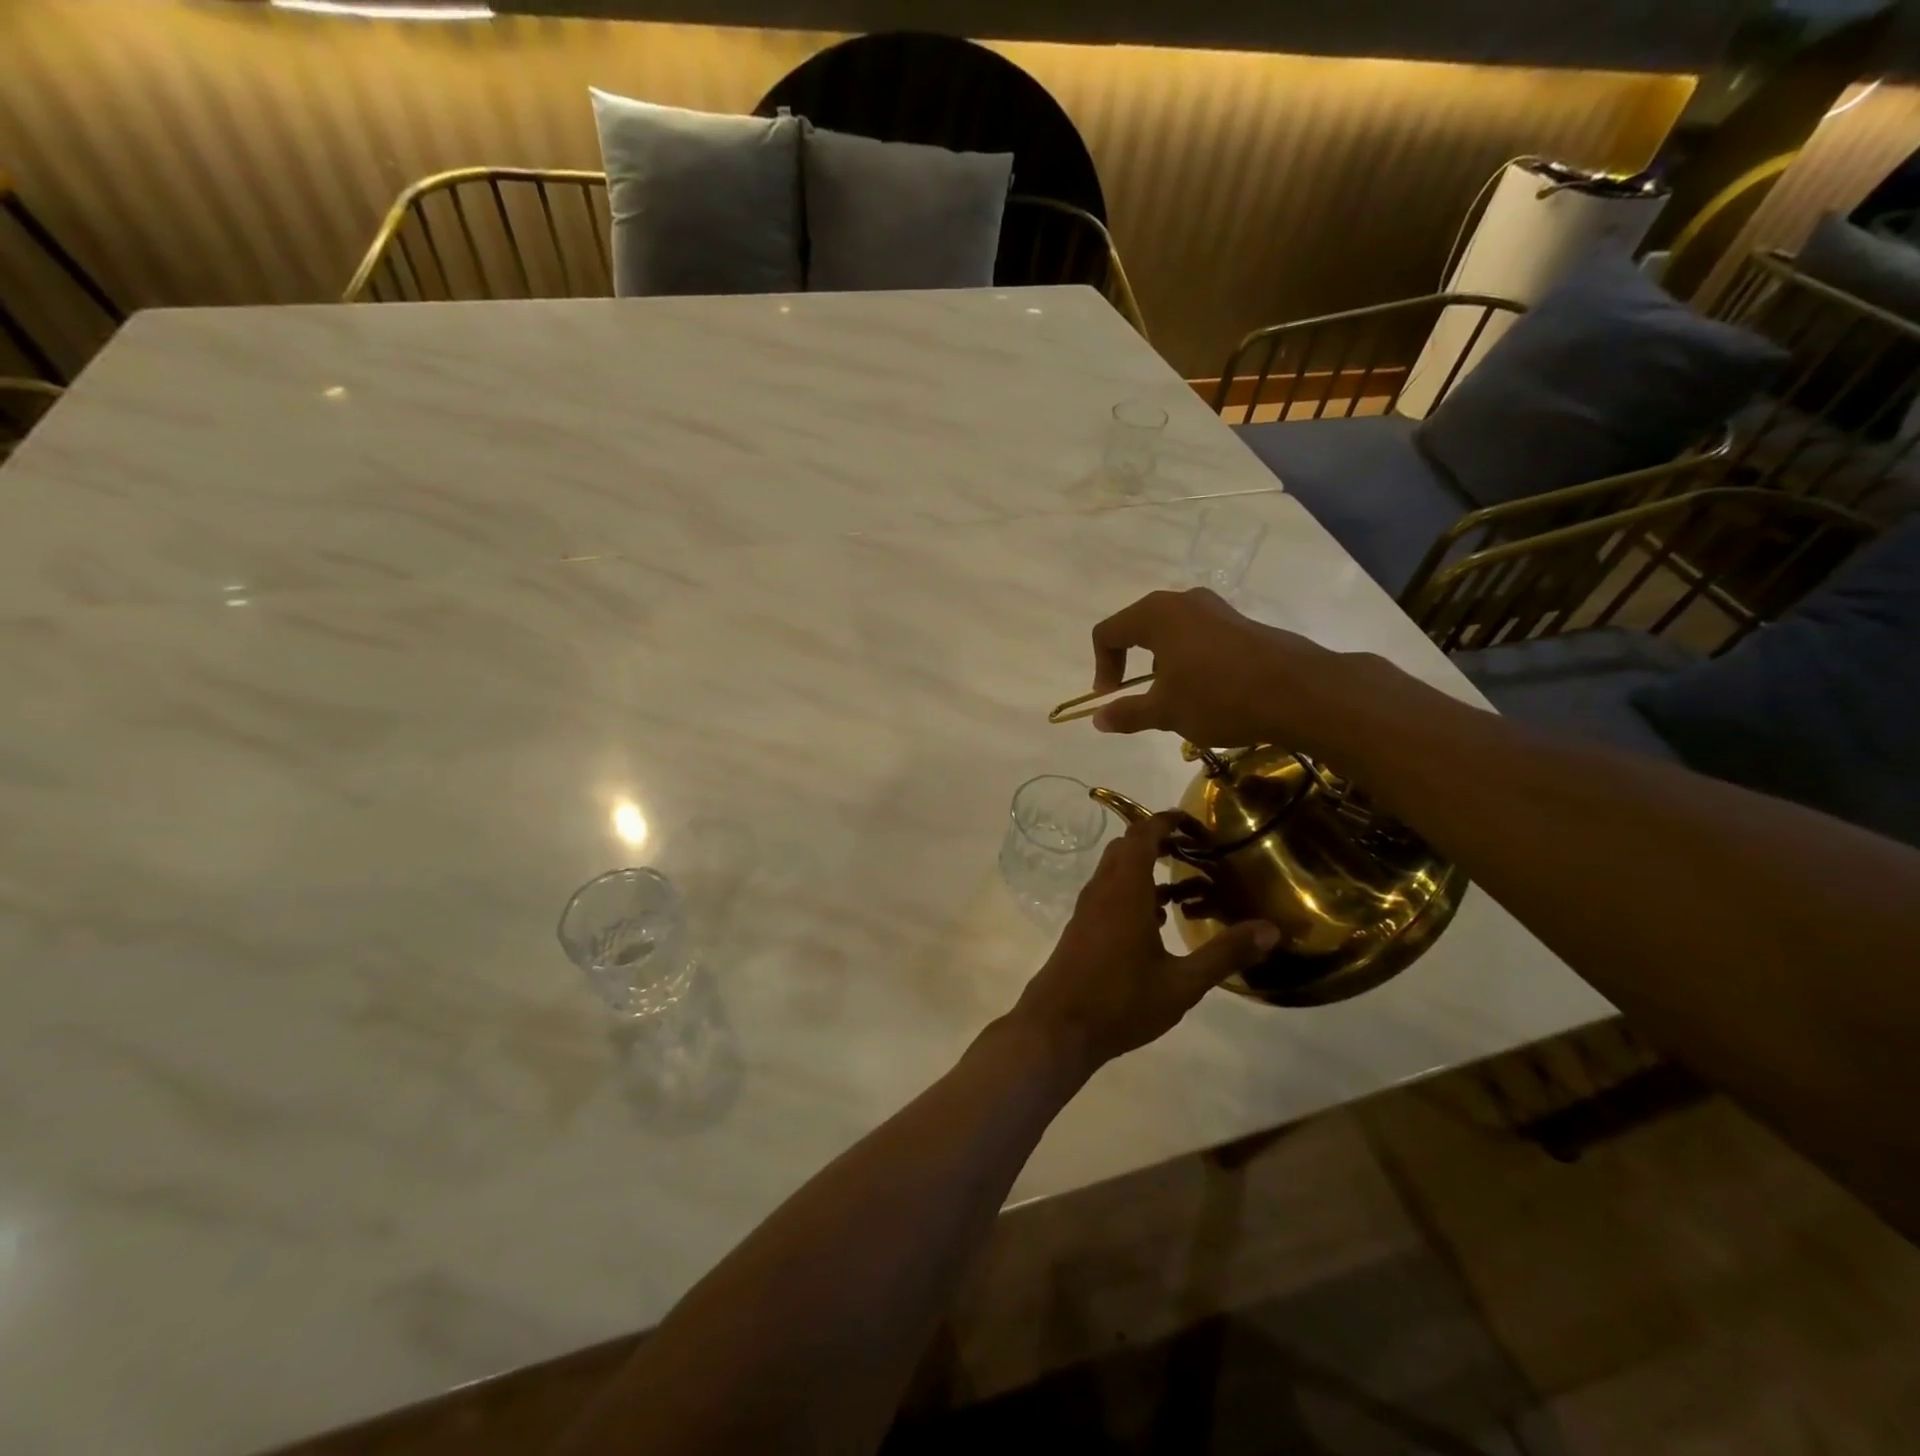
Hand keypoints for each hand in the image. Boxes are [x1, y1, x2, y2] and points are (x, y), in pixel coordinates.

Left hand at [1012, 813, 1278, 1073]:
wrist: (1057, 1028)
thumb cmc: (1121, 1002)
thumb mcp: (1182, 983)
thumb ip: (1225, 954)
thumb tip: (1271, 929)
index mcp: (1125, 891)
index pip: (1142, 835)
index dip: (1166, 821)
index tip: (1195, 822)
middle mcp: (1102, 890)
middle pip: (1127, 848)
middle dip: (1159, 841)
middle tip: (1196, 852)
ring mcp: (1088, 910)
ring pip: (1116, 872)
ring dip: (1146, 869)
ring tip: (1186, 887)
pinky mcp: (1082, 928)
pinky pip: (1109, 894)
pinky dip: (1134, 892)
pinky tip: (1158, 922)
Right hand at [1088, 588, 1345, 750]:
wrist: (1299, 692)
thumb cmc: (1219, 697)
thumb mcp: (1166, 711)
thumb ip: (1127, 713)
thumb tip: (1098, 718)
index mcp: (1156, 615)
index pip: (1108, 633)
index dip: (1102, 667)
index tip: (1111, 698)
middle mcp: (1184, 601)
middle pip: (1139, 627)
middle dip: (1132, 664)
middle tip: (1140, 696)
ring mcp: (1217, 609)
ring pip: (1172, 633)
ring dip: (1163, 664)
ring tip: (1177, 698)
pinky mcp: (1242, 623)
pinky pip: (1200, 637)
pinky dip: (1191, 661)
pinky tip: (1209, 692)